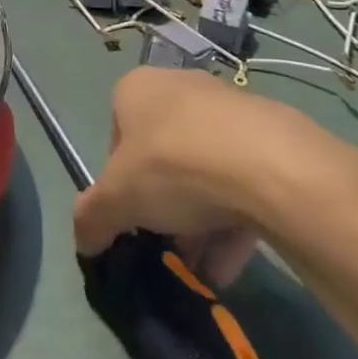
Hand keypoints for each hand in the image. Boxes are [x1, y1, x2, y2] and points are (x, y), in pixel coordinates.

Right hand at [72, 67, 357, 285]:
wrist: (272, 167)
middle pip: (162, 157)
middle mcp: (180, 87)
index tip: (131, 216)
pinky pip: (243, 181)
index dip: (119, 183)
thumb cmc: (174, 166)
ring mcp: (229, 110)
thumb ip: (91, 219)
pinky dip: (233, 222)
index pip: (115, 138)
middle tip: (167, 247)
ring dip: (198, 223)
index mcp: (136, 88)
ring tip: (202, 270)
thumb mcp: (116, 199)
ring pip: (204, 172)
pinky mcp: (273, 137)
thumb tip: (84, 242)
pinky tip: (231, 266)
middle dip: (162, 207)